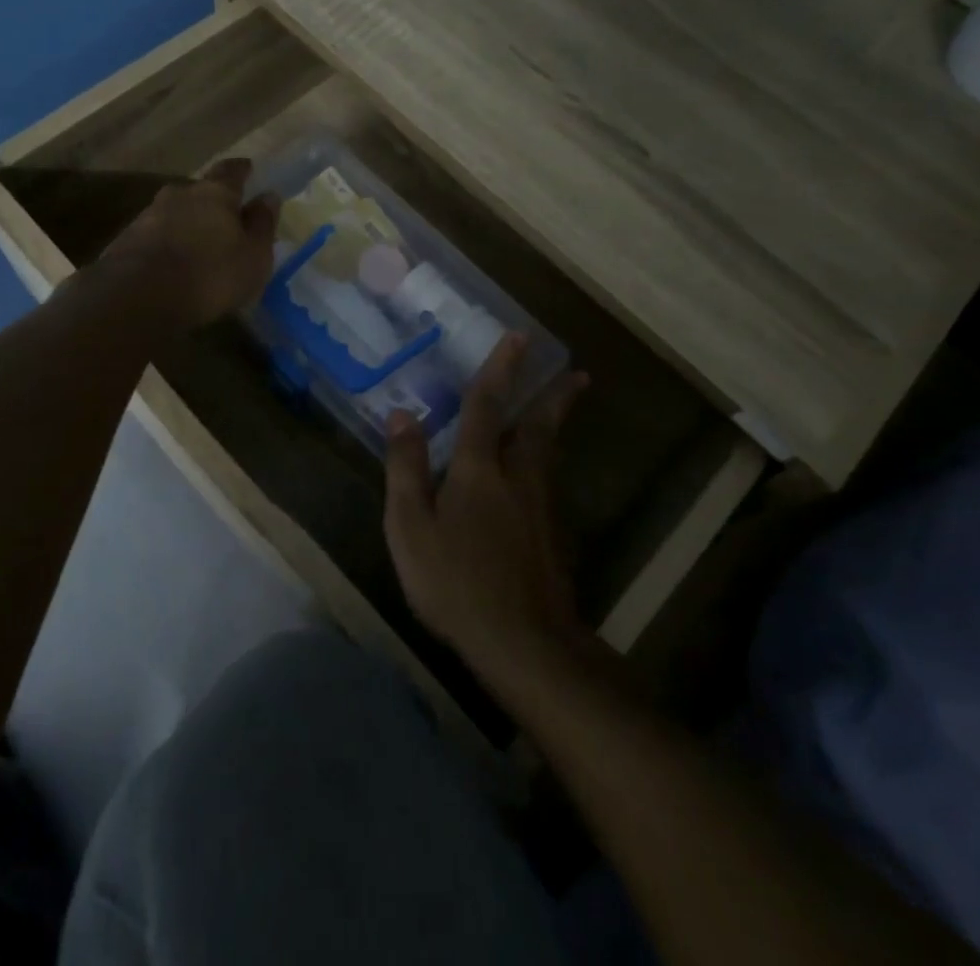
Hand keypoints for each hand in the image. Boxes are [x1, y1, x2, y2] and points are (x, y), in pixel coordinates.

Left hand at [97, 158, 278, 328]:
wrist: (139, 297)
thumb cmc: (211, 274)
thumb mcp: (253, 255)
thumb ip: (262, 224)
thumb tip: (268, 195)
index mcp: (215, 193)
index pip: (231, 171)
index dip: (241, 170)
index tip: (248, 167)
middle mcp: (179, 195)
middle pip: (198, 191)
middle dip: (210, 201)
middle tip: (223, 216)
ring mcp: (148, 216)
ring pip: (174, 213)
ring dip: (186, 223)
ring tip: (197, 244)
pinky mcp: (126, 241)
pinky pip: (154, 236)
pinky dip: (166, 244)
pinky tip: (171, 263)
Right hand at [383, 334, 587, 685]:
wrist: (524, 643)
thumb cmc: (456, 582)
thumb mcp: (411, 527)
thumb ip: (405, 469)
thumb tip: (402, 415)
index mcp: (479, 469)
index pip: (487, 405)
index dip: (500, 369)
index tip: (519, 337)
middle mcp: (517, 477)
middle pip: (538, 426)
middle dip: (554, 396)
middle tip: (577, 373)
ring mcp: (541, 508)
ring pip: (549, 453)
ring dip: (556, 424)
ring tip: (563, 407)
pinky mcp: (553, 537)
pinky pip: (548, 482)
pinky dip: (548, 461)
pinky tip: (540, 474)